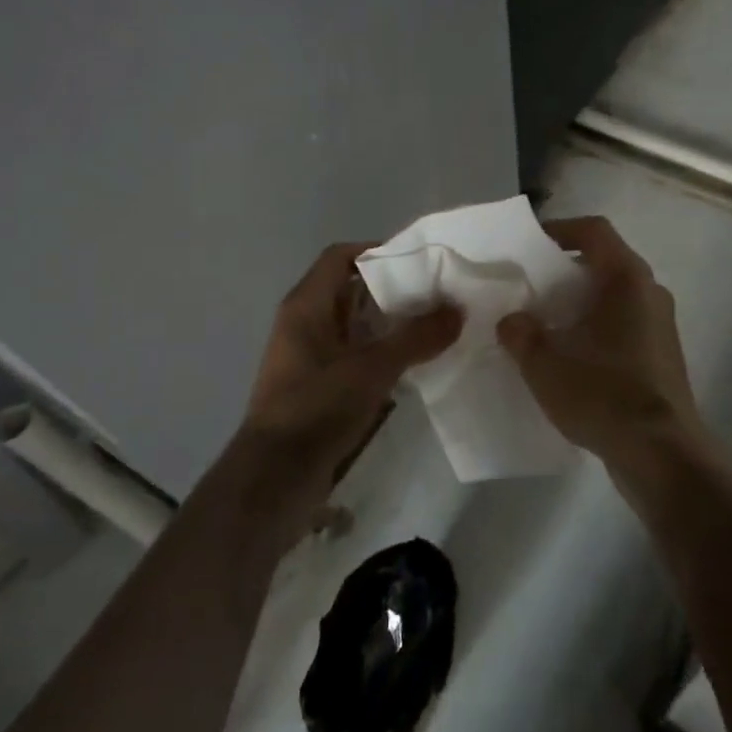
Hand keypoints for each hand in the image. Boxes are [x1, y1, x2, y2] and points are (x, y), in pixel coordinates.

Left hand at [244, 243, 460, 489]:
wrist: (273, 480)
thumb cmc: (316, 408)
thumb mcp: (371, 369)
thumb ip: (416, 337)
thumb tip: (458, 310)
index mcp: (306, 305)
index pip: (341, 257)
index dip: (377, 251)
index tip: (419, 261)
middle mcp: (304, 323)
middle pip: (351, 290)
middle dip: (393, 290)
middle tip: (437, 294)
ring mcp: (310, 356)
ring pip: (355, 325)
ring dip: (390, 324)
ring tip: (434, 326)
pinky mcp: (318, 386)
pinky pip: (355, 355)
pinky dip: (382, 352)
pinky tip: (414, 364)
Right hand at [496, 217, 703, 470]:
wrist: (662, 455)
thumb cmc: (604, 394)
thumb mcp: (545, 364)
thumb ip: (521, 334)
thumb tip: (512, 321)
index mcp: (627, 278)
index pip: (593, 230)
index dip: (559, 228)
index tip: (530, 247)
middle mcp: (650, 292)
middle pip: (604, 262)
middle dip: (565, 272)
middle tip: (530, 289)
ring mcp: (661, 324)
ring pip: (615, 296)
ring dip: (580, 303)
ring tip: (545, 325)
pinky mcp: (662, 355)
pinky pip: (624, 324)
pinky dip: (596, 328)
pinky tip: (571, 358)